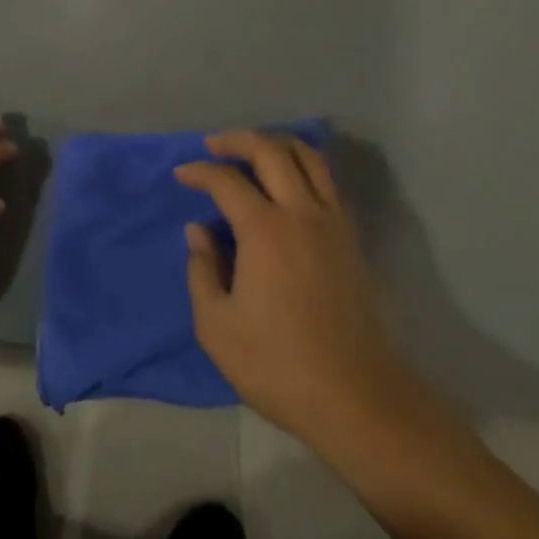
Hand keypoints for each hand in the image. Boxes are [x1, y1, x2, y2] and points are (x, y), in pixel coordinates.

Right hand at [178, 132, 432, 461]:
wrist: (357, 398)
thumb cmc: (277, 364)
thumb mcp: (217, 325)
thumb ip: (202, 270)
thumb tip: (199, 231)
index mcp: (265, 230)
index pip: (227, 181)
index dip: (200, 171)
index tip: (181, 175)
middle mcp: (302, 213)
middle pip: (272, 151)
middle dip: (238, 140)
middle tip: (215, 146)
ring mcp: (334, 224)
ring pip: (310, 158)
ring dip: (278, 144)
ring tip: (255, 150)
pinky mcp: (353, 241)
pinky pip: (329, 183)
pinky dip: (306, 167)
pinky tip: (290, 184)